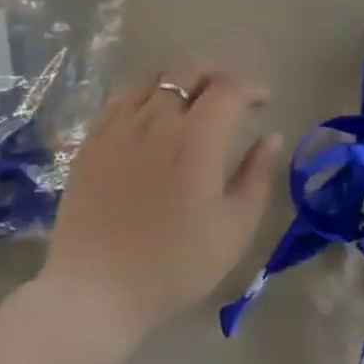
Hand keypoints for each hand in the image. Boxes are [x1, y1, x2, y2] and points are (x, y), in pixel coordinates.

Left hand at [39, 72, 282, 348]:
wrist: (94, 292)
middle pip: (188, 71)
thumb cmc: (173, 265)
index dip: (250, 88)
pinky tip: (151, 116)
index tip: (263, 101)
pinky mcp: (92, 141)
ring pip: (153, 77)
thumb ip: (257, 177)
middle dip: (215, 76)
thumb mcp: (234, 229)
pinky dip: (146, 94)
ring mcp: (119, 126)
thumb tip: (271, 138)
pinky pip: (122, 97)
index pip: (228, 88)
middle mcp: (157, 119)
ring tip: (191, 100)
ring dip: (180, 79)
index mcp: (196, 138)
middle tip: (229, 97)